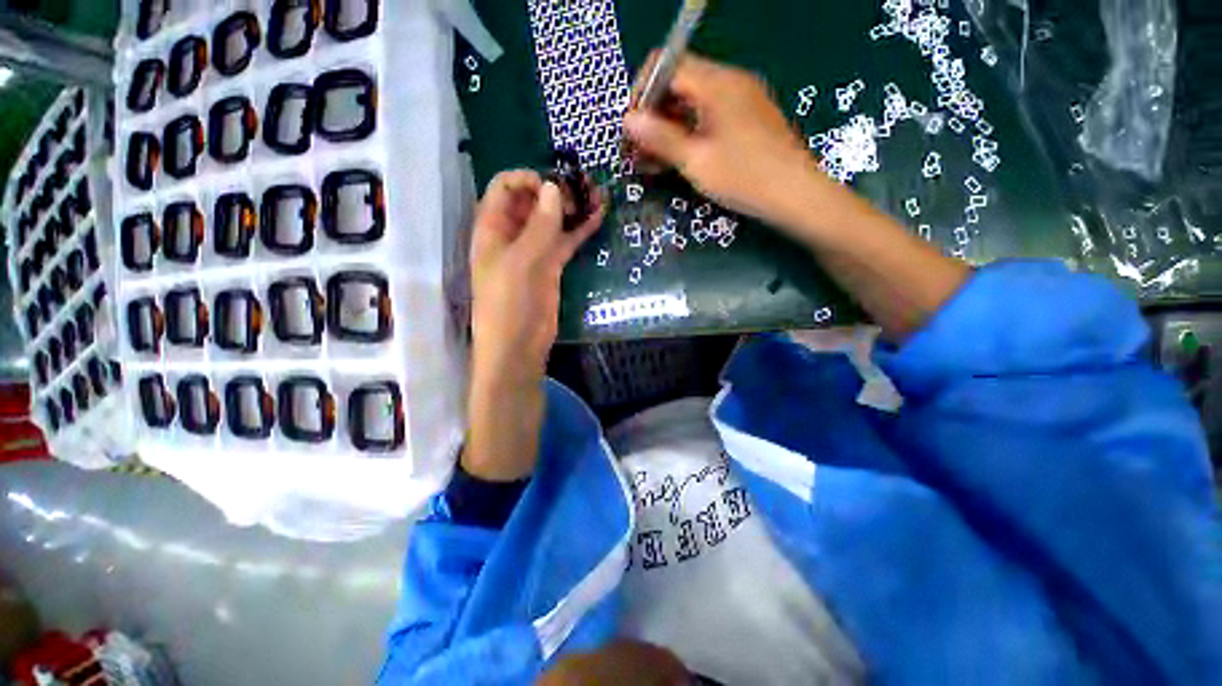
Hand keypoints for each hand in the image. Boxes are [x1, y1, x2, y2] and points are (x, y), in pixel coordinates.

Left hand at [465, 170, 603, 480]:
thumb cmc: (509, 306)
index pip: (506, 187)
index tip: (556, 185)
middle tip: (586, 187)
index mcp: (493, 229)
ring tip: (599, 195)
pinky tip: (600, 216)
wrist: (519, 348)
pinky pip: (566, 241)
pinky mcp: (552, 267)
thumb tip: (553, 188)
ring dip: (573, 207)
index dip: (529, 179)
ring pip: (553, 220)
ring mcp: (534, 251)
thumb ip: (539, 226)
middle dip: (557, 190)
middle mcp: (512, 235)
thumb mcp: (521, 263)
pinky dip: (581, 229)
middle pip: (533, 201)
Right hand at [623, 53, 824, 228]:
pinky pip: (707, 117)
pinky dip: (687, 134)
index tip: (632, 129)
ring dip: (667, 129)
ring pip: (691, 103)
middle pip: (677, 84)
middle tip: (637, 151)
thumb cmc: (744, 178)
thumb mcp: (696, 161)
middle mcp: (728, 82)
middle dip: (652, 116)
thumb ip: (661, 137)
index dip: (642, 93)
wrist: (795, 195)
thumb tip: (628, 120)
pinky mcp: (744, 119)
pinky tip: (676, 160)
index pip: (665, 65)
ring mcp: (739, 100)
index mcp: (716, 83)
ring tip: (651, 162)